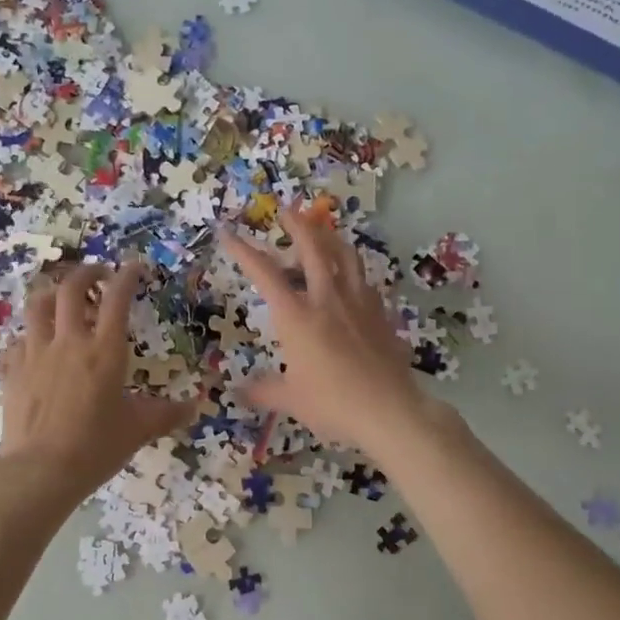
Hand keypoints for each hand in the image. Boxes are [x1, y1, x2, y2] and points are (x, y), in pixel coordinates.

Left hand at [0, 261, 196, 495]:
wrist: (40, 471)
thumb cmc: (95, 447)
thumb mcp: (138, 430)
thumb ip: (166, 414)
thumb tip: (195, 407)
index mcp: (105, 351)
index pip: (117, 299)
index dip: (126, 276)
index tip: (133, 266)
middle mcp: (69, 341)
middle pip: (71, 288)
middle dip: (86, 273)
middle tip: (98, 275)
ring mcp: (36, 353)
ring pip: (38, 305)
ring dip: (52, 293)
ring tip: (62, 298)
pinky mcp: (13, 370)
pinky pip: (19, 339)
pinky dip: (30, 334)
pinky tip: (36, 344)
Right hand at [221, 207, 430, 455]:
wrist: (390, 410)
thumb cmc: (333, 404)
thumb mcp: (290, 400)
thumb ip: (263, 390)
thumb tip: (238, 390)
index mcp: (297, 317)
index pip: (265, 275)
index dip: (244, 252)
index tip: (229, 233)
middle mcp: (327, 300)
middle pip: (313, 250)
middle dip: (297, 225)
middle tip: (287, 209)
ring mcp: (359, 303)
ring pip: (346, 257)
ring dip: (330, 238)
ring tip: (322, 231)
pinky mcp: (381, 314)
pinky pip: (365, 281)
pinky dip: (353, 271)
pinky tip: (351, 277)